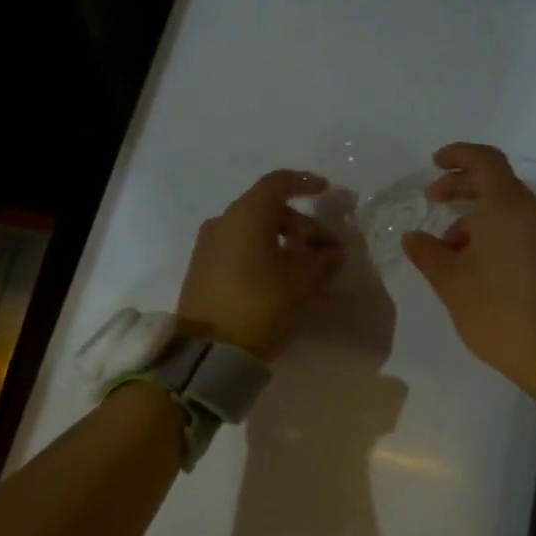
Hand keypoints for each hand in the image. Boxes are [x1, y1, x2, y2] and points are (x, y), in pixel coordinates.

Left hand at [178, 170, 341, 360]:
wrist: (208, 351)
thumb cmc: (261, 304)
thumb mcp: (303, 281)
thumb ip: (323, 260)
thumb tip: (332, 251)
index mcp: (246, 214)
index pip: (278, 183)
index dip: (305, 183)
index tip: (326, 191)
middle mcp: (223, 222)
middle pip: (267, 210)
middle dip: (301, 225)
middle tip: (326, 250)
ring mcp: (208, 246)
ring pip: (253, 232)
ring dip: (283, 243)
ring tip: (308, 270)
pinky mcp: (202, 270)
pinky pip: (239, 250)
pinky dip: (263, 255)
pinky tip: (282, 279)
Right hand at [402, 143, 535, 396]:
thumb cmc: (496, 311)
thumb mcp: (450, 282)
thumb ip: (427, 252)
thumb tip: (413, 237)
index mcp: (509, 208)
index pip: (485, 161)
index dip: (458, 155)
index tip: (434, 164)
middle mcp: (535, 213)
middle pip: (497, 183)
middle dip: (462, 187)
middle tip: (432, 201)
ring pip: (509, 208)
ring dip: (477, 216)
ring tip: (449, 248)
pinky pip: (522, 228)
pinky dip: (495, 231)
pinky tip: (475, 261)